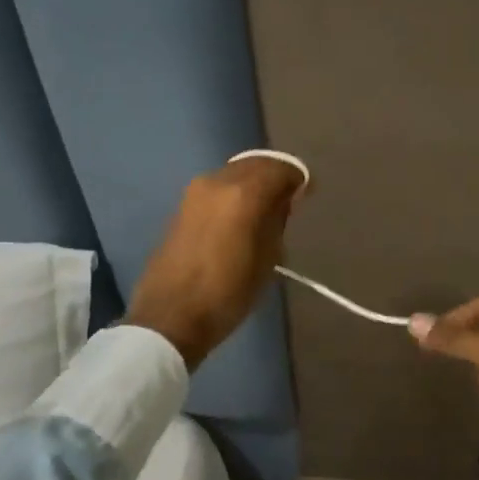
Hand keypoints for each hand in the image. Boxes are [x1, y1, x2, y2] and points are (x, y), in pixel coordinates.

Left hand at [126, 157, 306, 368]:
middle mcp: (218, 181)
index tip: (307, 194)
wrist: (170, 316)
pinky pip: (218, 188)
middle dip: (276, 176)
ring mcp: (195, 192)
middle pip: (256, 163)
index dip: (298, 178)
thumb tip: (284, 200)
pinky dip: (234, 193)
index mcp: (244, 193)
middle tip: (289, 201)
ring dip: (253, 183)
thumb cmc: (228, 293)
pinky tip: (240, 218)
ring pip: (234, 173)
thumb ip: (278, 220)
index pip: (281, 168)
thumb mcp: (268, 259)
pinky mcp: (181, 206)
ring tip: (265, 211)